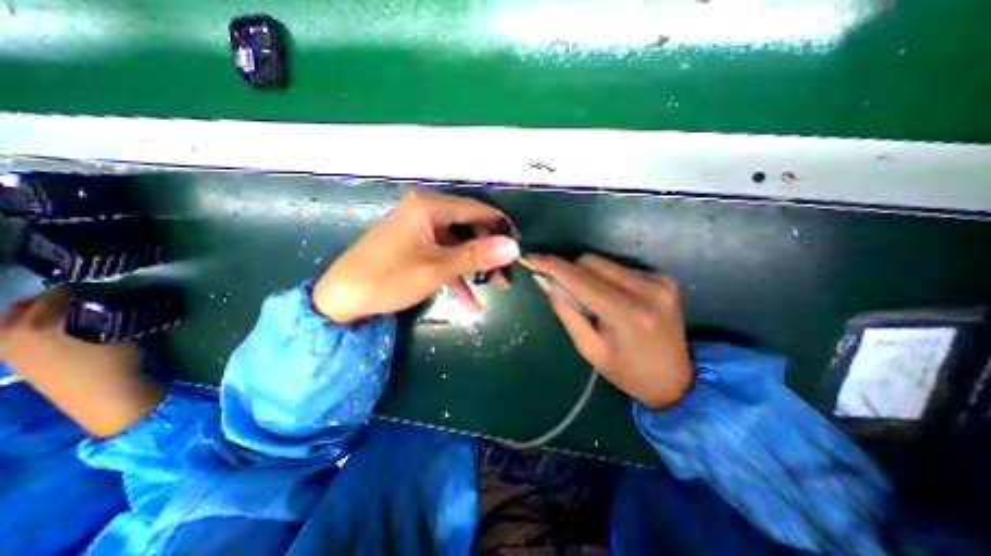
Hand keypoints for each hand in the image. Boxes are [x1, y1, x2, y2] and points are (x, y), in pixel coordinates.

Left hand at [0, 289, 162, 435]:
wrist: (103, 395)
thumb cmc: (112, 360)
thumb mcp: (115, 331)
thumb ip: (103, 310)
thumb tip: (102, 295)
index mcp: (31, 325)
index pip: (56, 292)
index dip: (82, 288)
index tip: (103, 287)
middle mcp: (7, 334)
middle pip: (25, 305)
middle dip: (53, 299)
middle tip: (87, 298)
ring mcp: (6, 350)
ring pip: (18, 319)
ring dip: (45, 313)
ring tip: (77, 314)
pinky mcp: (16, 360)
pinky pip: (18, 333)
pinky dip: (38, 326)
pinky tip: (64, 331)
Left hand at [315, 188, 518, 322]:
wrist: (342, 298)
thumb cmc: (389, 278)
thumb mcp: (437, 268)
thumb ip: (476, 256)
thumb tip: (513, 247)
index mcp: (429, 206)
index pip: (477, 209)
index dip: (500, 227)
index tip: (518, 247)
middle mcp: (426, 210)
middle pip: (469, 226)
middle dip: (488, 251)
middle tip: (506, 273)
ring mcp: (421, 229)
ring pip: (459, 243)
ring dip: (476, 265)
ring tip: (496, 286)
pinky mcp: (416, 245)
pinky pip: (444, 255)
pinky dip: (457, 274)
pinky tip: (471, 300)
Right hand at [530, 255, 690, 410]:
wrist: (675, 381)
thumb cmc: (625, 371)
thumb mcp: (588, 347)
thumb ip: (565, 310)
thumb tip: (544, 280)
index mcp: (627, 314)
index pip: (581, 279)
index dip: (553, 266)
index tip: (532, 258)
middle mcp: (647, 290)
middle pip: (592, 262)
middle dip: (570, 271)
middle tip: (562, 288)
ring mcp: (659, 281)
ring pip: (605, 262)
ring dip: (588, 274)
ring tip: (590, 298)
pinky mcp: (664, 278)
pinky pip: (620, 267)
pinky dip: (606, 277)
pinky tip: (610, 296)